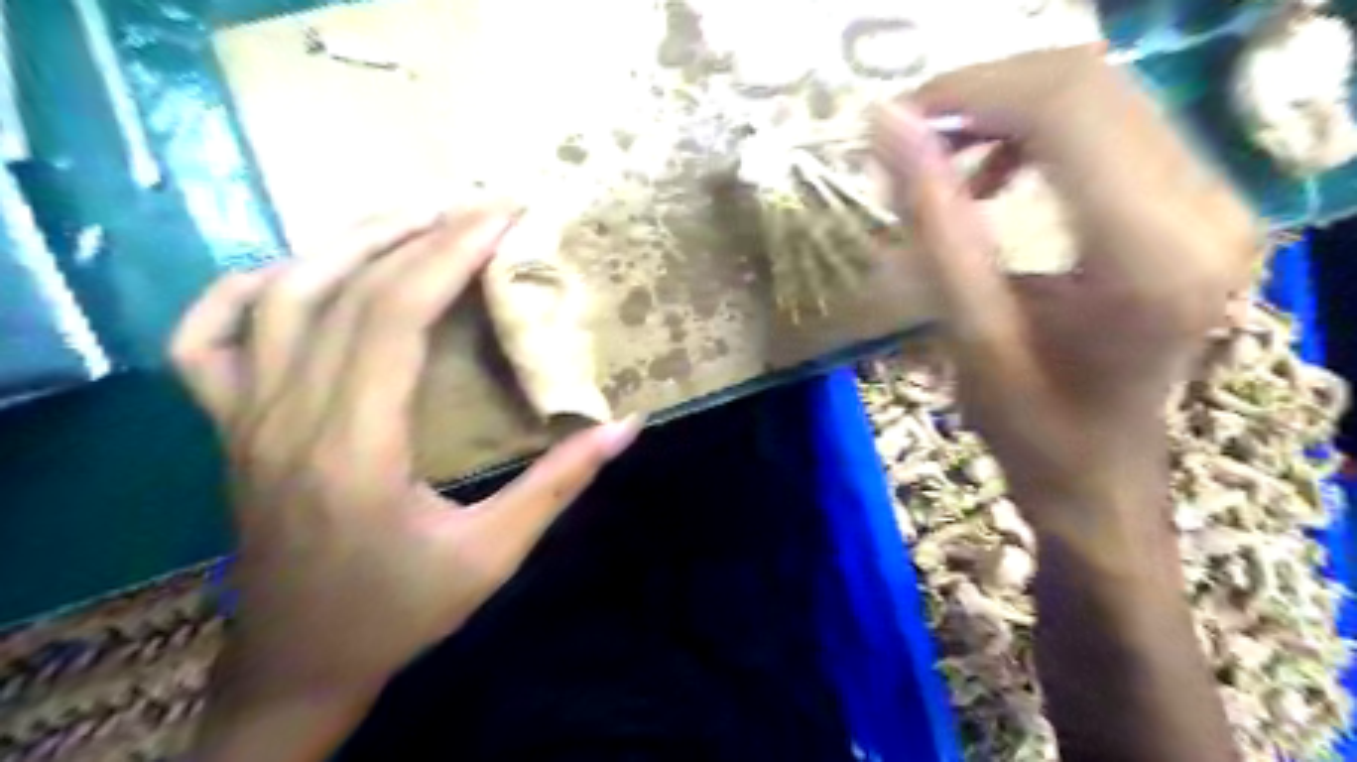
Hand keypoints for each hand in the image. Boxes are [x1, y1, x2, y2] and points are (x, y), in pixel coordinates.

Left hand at [170, 205, 643, 758]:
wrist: (298, 665)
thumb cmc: (399, 612)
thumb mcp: (493, 556)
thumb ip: (559, 484)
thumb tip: (626, 426)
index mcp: (354, 448)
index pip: (395, 315)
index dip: (450, 254)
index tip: (502, 217)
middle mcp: (286, 416)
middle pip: (344, 289)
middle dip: (419, 231)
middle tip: (479, 205)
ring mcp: (242, 417)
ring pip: (280, 295)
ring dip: (350, 242)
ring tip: (416, 217)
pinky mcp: (227, 426)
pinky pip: (206, 336)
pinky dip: (244, 287)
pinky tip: (296, 270)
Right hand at [876, 45, 1254, 547]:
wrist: (1102, 472)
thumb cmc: (1028, 424)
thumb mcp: (967, 331)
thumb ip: (931, 222)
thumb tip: (886, 125)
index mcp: (1144, 255)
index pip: (1066, 108)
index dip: (972, 92)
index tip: (899, 119)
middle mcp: (1206, 210)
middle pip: (1091, 84)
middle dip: (985, 93)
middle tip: (913, 135)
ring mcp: (1219, 202)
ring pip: (1105, 94)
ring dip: (1010, 110)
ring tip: (949, 160)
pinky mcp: (1204, 204)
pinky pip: (1119, 124)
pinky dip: (1044, 131)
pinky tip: (998, 176)